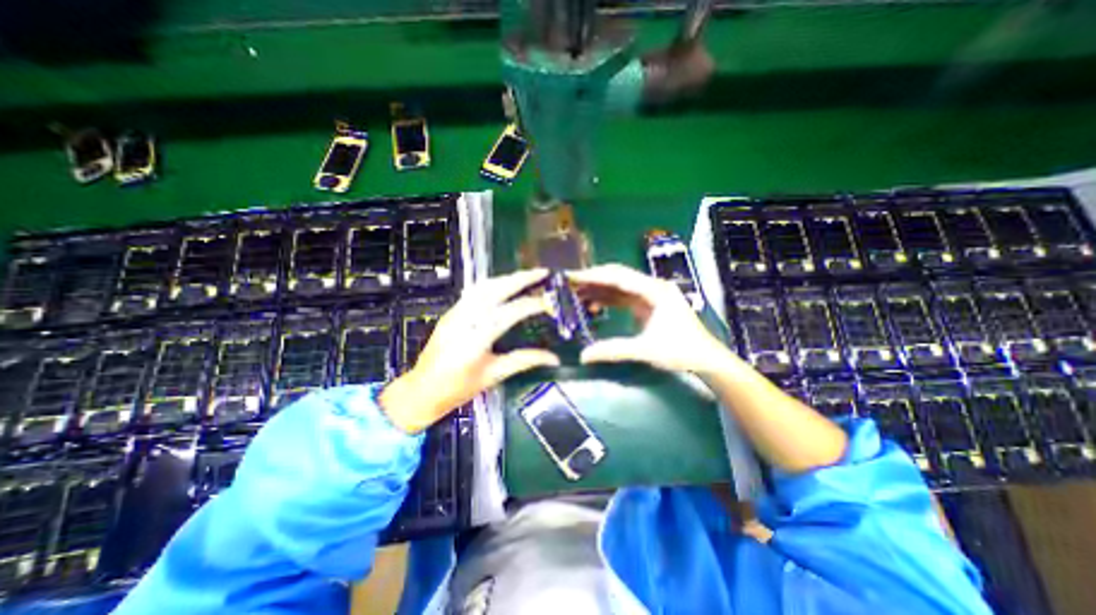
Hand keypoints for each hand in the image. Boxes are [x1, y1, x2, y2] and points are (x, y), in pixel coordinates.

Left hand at [383, 268, 558, 430]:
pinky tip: (504, 285)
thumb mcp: (494, 375)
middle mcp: (464, 320)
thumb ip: (525, 360)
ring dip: (507, 278)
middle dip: (521, 278)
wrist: (422, 390)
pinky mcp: (450, 312)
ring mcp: (455, 313)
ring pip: (483, 286)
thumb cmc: (459, 388)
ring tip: (527, 276)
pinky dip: (493, 284)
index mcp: (476, 339)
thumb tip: (554, 358)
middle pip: (495, 290)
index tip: (550, 303)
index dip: (532, 305)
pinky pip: (474, 291)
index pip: (510, 313)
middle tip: (542, 272)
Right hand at [569, 262, 730, 370]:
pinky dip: (608, 299)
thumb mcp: (645, 350)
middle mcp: (652, 287)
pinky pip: (624, 297)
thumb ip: (613, 350)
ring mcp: (651, 295)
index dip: (594, 276)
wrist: (705, 358)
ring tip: (576, 293)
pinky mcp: (648, 304)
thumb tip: (583, 355)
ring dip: (599, 289)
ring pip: (620, 286)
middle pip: (618, 276)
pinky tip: (593, 303)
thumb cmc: (680, 351)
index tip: (572, 277)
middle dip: (593, 279)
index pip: (619, 277)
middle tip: (570, 283)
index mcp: (655, 291)